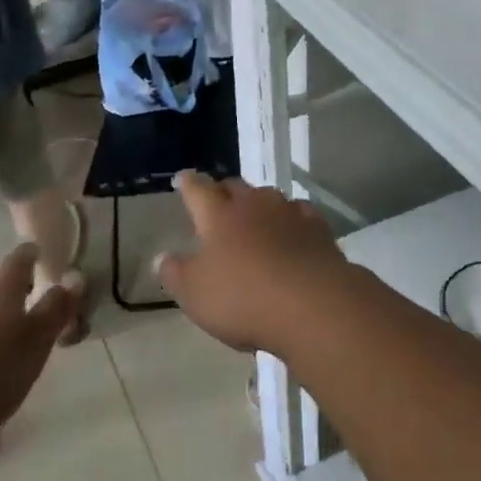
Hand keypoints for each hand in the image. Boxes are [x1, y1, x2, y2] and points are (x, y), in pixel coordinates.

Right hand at [160, 171, 352, 354]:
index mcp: (218, 216)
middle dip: (222, 191)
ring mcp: (288, 211)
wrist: (311, 303)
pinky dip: (289, 217)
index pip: (198, 190)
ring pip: (268, 196)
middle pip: (234, 187)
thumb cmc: (243, 298)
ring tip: (253, 215)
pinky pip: (298, 212)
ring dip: (257, 203)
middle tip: (216, 200)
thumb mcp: (195, 294)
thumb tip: (162, 256)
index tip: (183, 178)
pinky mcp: (317, 226)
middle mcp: (253, 204)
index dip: (188, 183)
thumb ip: (176, 273)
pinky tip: (291, 228)